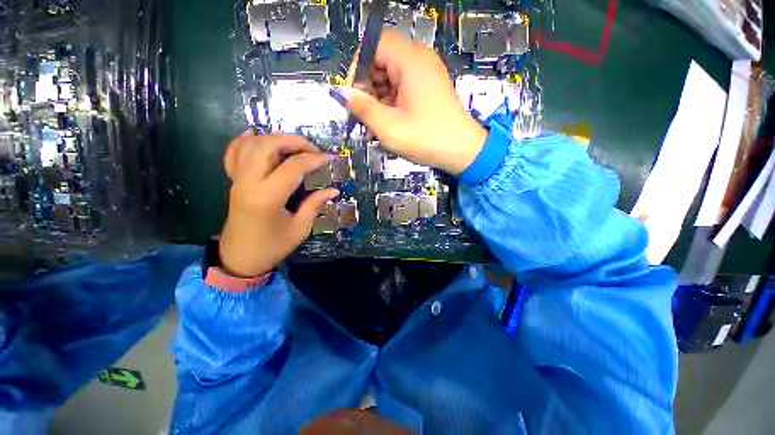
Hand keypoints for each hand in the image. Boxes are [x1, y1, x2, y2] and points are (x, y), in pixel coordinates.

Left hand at [219, 131, 338, 276]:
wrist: (239, 258)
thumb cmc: (272, 246)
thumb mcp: (299, 229)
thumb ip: (315, 205)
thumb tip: (333, 190)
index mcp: (267, 198)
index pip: (292, 167)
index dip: (313, 159)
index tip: (329, 159)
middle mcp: (249, 183)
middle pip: (266, 146)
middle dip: (293, 141)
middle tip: (312, 148)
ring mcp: (237, 180)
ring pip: (250, 145)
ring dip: (274, 138)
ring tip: (294, 144)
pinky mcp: (233, 182)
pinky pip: (233, 154)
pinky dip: (244, 140)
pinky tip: (255, 134)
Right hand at [334, 31, 486, 174]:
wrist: (463, 152)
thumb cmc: (427, 139)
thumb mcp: (389, 126)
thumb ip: (363, 107)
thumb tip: (341, 94)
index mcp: (410, 61)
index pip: (373, 45)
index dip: (358, 68)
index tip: (353, 96)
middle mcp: (419, 60)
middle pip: (381, 62)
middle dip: (367, 88)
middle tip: (363, 116)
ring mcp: (425, 75)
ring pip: (390, 78)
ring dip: (378, 101)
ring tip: (373, 128)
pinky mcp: (428, 90)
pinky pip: (402, 89)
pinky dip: (391, 105)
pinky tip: (387, 126)